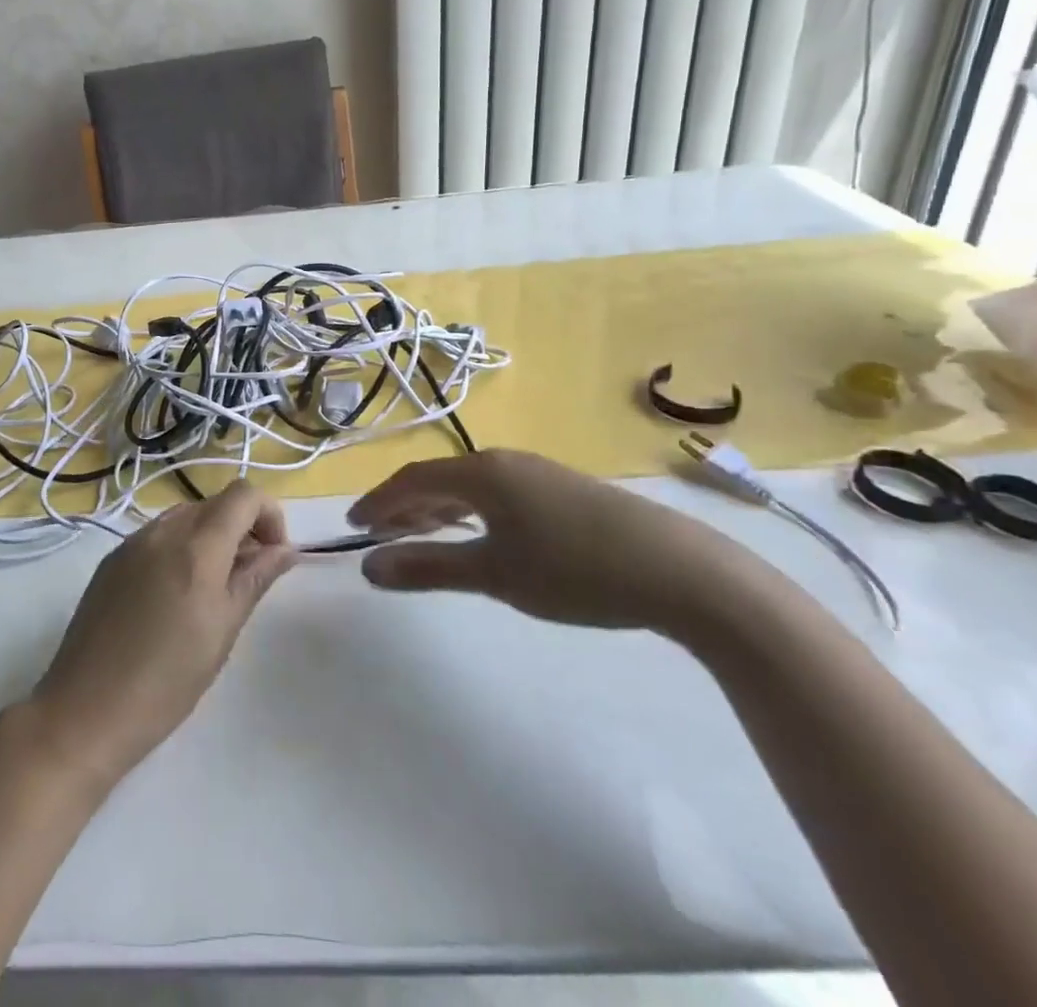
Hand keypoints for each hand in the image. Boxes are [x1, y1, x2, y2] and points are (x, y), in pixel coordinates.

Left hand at [27, 481, 295, 786]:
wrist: (85, 710)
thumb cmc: (167, 680)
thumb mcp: (223, 630)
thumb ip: (255, 579)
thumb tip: (286, 550)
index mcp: (196, 545)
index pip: (244, 494)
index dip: (269, 515)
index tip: (274, 556)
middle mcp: (162, 531)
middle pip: (214, 503)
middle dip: (241, 528)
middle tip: (248, 578)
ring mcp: (131, 542)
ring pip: (185, 517)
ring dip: (210, 538)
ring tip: (213, 590)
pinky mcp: (111, 560)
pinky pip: (156, 536)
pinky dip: (179, 548)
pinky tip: (174, 596)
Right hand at [349, 450, 754, 632]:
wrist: (683, 572)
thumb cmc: (576, 571)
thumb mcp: (495, 574)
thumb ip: (428, 567)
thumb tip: (368, 567)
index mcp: (481, 473)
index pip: (412, 480)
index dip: (379, 502)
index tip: (353, 526)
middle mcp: (505, 461)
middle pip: (439, 479)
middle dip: (404, 505)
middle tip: (377, 533)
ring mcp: (539, 473)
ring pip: (470, 486)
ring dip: (438, 509)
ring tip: (419, 534)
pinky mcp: (565, 491)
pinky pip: (497, 494)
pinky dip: (471, 512)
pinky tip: (478, 534)